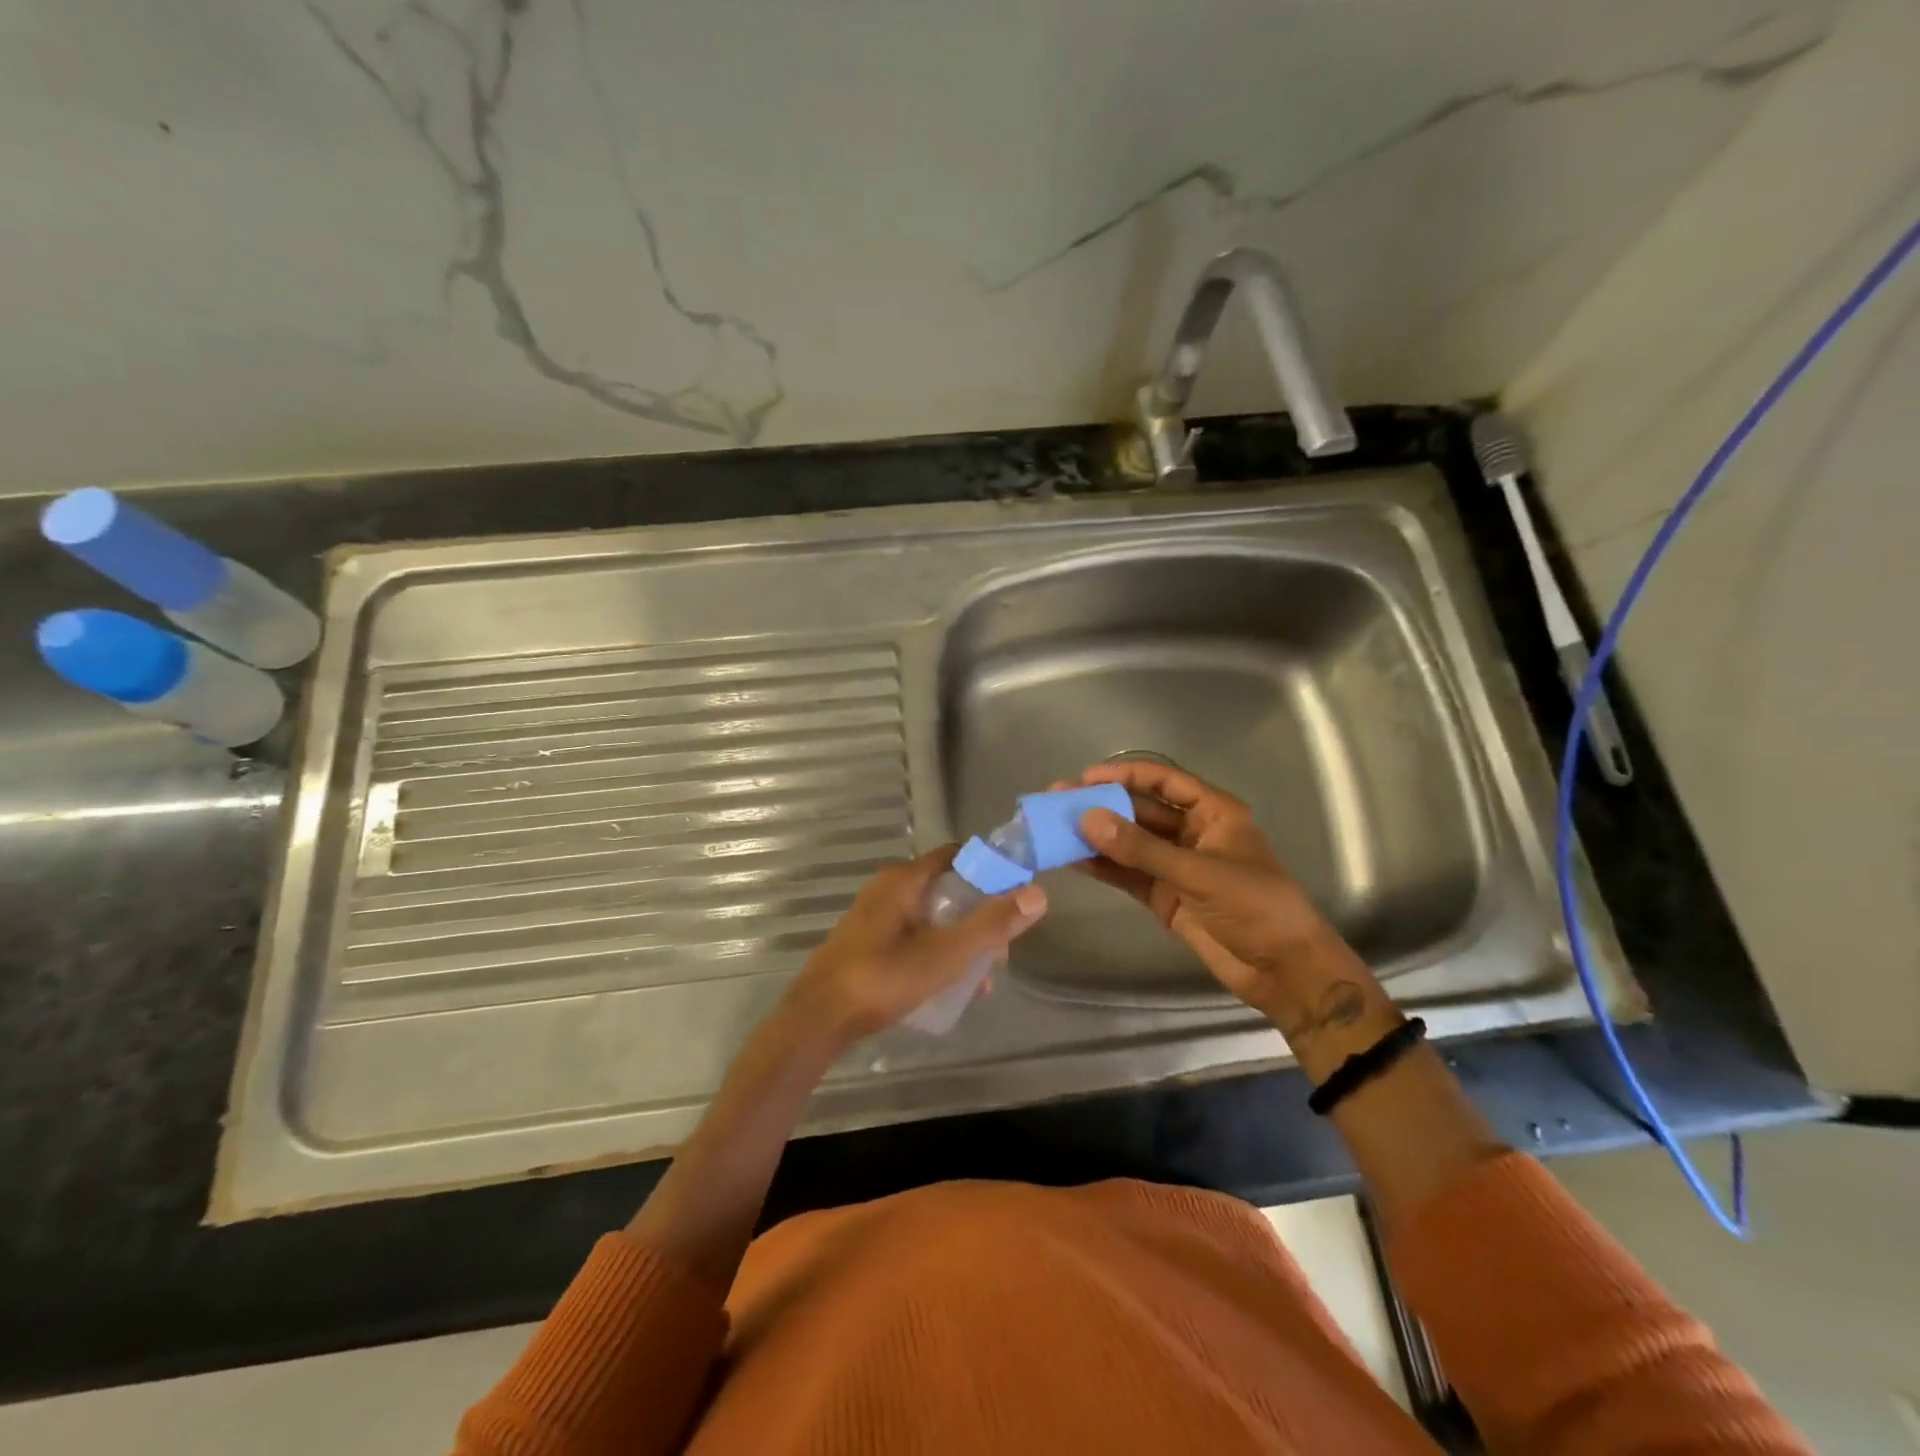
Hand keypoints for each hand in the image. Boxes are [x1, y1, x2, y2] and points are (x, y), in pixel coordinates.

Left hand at [780, 846, 1046, 1046]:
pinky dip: (937, 952)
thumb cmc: (883, 979)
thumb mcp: (946, 954)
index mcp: (904, 879)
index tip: (1015, 896)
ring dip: (960, 940)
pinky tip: (951, 987)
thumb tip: (1037, 894)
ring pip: (931, 917)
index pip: (957, 855)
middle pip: (947, 889)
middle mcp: (888, 888)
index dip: (990, 870)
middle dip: (979, 916)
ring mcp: (875, 916)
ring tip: (982, 978)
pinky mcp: (867, 943)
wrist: (817, 1019)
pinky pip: (913, 936)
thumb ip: (992, 925)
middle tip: (1002, 950)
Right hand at [1070, 762, 1374, 1031]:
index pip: (1164, 782)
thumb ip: (1141, 848)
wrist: (1283, 971)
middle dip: (1102, 806)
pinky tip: (1073, 859)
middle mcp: (1192, 833)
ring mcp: (1176, 866)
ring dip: (1096, 836)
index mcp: (1213, 813)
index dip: (1125, 775)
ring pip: (1129, 843)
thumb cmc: (1255, 907)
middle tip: (1057, 802)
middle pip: (1140, 811)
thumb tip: (1086, 819)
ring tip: (1054, 828)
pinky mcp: (1165, 896)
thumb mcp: (1198, 873)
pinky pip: (1128, 874)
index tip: (1085, 778)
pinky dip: (1103, 867)